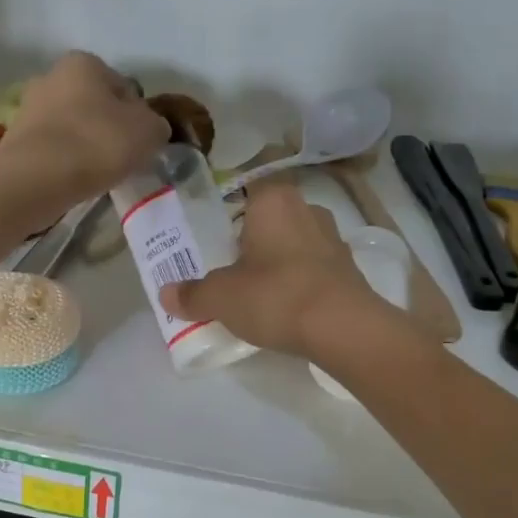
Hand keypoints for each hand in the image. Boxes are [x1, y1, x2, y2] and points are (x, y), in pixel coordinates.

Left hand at [1, 51, 168, 204]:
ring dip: (84, 144)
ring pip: (70, 126)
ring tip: (97, 173)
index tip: (141, 141)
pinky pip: (52, 148)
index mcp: (84, 63)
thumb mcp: (149, 132)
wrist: (39, 177)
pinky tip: (73, 179)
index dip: (137, 115)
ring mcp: (29, 107)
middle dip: (107, 126)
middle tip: (121, 157)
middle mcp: (52, 75)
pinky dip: (64, 160)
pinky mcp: (15, 139)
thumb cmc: (99, 142)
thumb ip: (156, 125)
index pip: (122, 87)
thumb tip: (150, 128)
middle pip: (92, 104)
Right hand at [160, 184, 410, 359]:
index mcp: (273, 200)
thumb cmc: (276, 296)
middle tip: (228, 264)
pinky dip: (299, 281)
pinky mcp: (350, 270)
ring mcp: (334, 239)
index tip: (215, 233)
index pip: (246, 187)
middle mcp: (307, 209)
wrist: (344, 329)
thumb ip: (192, 293)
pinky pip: (314, 268)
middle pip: (270, 217)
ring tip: (256, 289)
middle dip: (252, 238)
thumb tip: (167, 294)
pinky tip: (286, 306)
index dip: (228, 208)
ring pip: (295, 242)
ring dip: (278, 260)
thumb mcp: (221, 297)